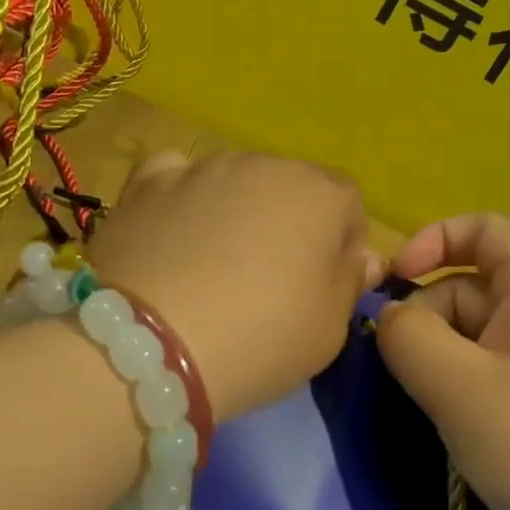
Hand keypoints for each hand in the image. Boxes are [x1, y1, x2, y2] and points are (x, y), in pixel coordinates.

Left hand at [86, 151, 382, 421]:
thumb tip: (362, 257)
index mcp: (318, 192)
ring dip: (235, 212)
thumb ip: (350, 282)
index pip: (347, 202)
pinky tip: (172, 231)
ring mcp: (202, 168)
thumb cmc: (259, 338)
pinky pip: (176, 176)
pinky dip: (181, 197)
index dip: (342, 243)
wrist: (151, 345)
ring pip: (234, 182)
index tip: (323, 286)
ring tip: (211, 268)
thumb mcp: (329, 329)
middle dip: (288, 224)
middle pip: (289, 188)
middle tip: (267, 282)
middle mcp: (262, 164)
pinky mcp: (148, 183)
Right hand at [374, 214, 509, 509]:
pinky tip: (449, 426)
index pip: (488, 229)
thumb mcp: (458, 386)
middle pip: (472, 286)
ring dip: (438, 358)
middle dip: (426, 314)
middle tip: (400, 366)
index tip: (395, 279)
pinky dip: (458, 389)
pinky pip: (489, 377)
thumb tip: (389, 321)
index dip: (436, 238)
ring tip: (425, 403)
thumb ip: (407, 336)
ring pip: (475, 337)